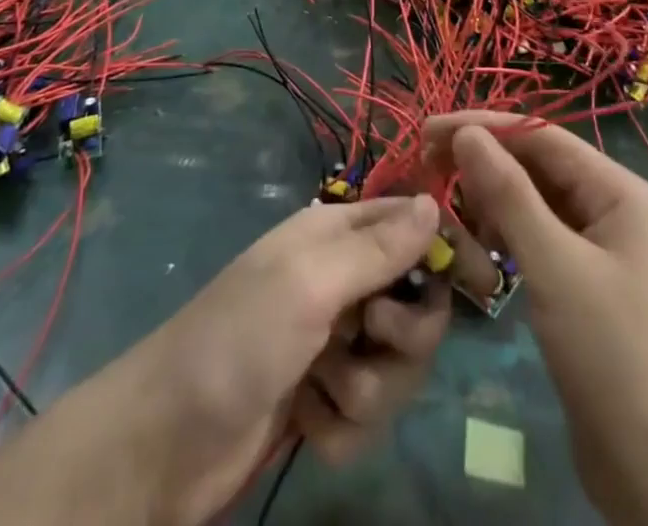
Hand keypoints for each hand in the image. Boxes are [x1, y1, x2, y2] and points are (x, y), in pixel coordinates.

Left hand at [127, 194, 448, 521]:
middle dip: (405, 337)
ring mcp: (334, 344)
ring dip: (369, 389)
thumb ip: (376, 247)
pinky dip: (343, 425)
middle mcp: (342, 282)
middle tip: (371, 341)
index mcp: (336, 236)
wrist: (164, 443)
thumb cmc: (238, 340)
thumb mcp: (309, 283)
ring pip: (399, 366)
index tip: (484, 281)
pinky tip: (307, 422)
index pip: (412, 224)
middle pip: (418, 304)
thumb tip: (433, 203)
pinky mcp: (325, 401)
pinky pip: (369, 414)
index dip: (448, 248)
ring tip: (323, 391)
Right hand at [426, 115, 647, 525]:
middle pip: (537, 166)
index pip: (541, 136)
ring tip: (451, 214)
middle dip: (484, 165)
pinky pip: (537, 239)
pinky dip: (505, 238)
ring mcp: (599, 247)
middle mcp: (611, 207)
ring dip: (491, 203)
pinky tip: (479, 252)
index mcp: (618, 191)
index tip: (430, 129)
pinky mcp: (583, 282)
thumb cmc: (610, 353)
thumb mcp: (553, 265)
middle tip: (427, 168)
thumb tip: (466, 133)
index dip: (485, 127)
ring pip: (533, 204)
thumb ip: (508, 193)